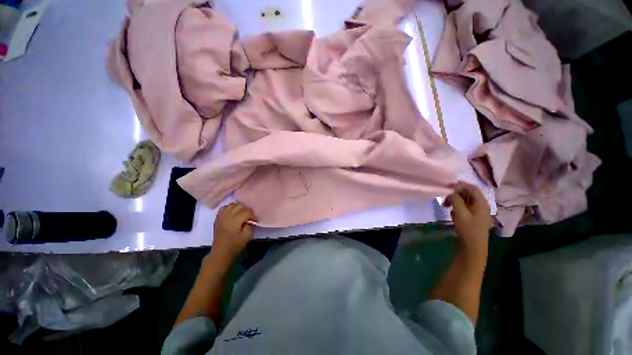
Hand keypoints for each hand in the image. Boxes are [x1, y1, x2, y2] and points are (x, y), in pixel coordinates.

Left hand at [211, 202, 256, 261]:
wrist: (220, 252)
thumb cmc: (235, 245)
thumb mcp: (247, 237)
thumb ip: (250, 226)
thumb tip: (250, 220)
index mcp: (235, 221)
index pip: (247, 211)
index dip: (253, 215)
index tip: (255, 221)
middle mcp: (227, 215)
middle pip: (240, 205)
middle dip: (247, 210)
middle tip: (250, 217)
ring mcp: (221, 216)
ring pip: (232, 204)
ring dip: (239, 207)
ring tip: (242, 214)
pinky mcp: (218, 217)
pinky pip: (225, 207)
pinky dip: (230, 208)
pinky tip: (233, 213)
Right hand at [444, 182, 491, 253]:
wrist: (473, 247)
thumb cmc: (468, 229)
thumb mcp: (460, 213)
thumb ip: (455, 200)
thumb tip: (450, 192)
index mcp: (481, 203)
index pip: (471, 187)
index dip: (459, 185)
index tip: (447, 188)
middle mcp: (481, 205)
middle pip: (468, 193)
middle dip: (455, 194)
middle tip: (444, 199)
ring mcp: (478, 212)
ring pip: (465, 200)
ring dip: (454, 201)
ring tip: (446, 206)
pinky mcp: (473, 217)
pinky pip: (464, 208)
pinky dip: (457, 207)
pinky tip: (451, 213)